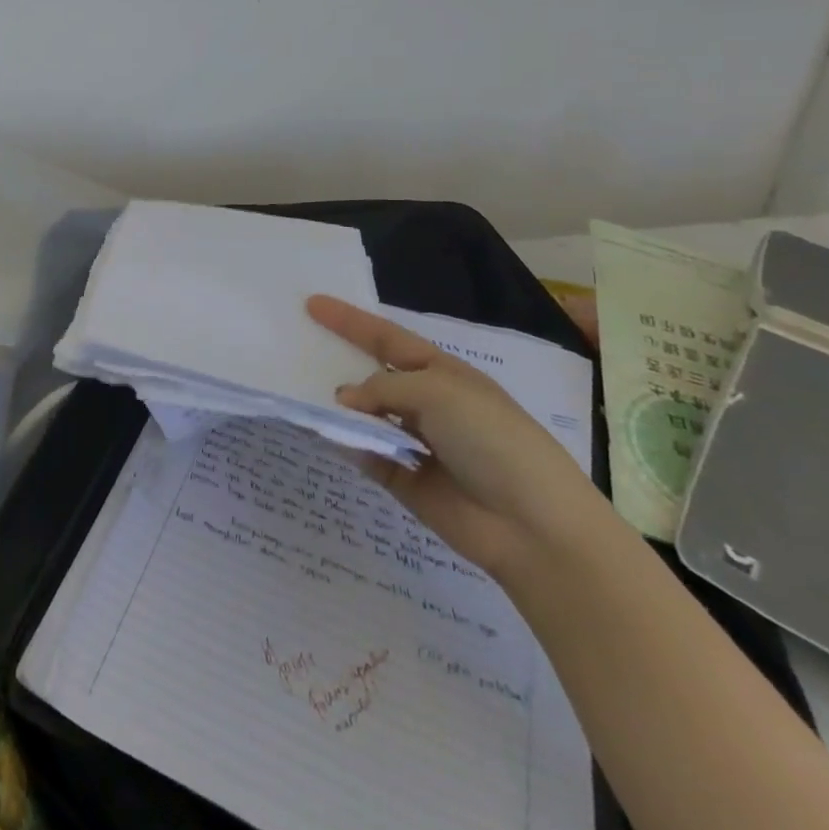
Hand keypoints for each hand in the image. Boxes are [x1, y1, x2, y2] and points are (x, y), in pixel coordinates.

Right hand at [307, 296, 604, 575]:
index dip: (350, 321)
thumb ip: (383, 388)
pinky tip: (317, 432)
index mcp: (442, 373)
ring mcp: (414, 442)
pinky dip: (342, 443)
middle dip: (338, 361)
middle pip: (371, 375)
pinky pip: (362, 454)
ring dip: (336, 406)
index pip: (387, 338)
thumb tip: (345, 401)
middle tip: (295, 347)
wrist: (533, 525)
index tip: (312, 303)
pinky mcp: (403, 479)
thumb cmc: (492, 439)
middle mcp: (426, 404)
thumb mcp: (438, 392)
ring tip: (296, 390)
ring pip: (363, 416)